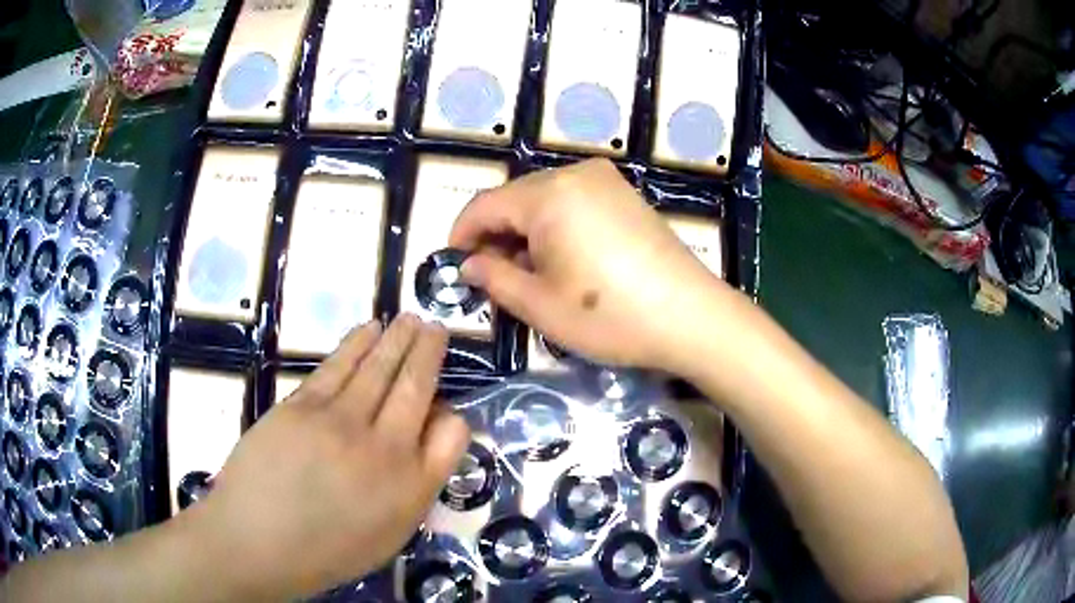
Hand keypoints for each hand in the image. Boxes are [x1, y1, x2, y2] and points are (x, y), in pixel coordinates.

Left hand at [179, 316, 469, 598]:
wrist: (256, 541)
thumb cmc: (325, 550)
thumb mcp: (388, 536)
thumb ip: (414, 488)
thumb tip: (422, 439)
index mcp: (410, 487)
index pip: (452, 434)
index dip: (452, 414)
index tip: (443, 407)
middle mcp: (384, 447)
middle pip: (416, 386)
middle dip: (429, 351)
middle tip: (436, 327)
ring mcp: (340, 420)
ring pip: (378, 367)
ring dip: (398, 337)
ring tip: (410, 318)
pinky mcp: (303, 405)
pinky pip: (339, 365)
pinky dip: (358, 342)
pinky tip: (370, 328)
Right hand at [450, 158, 732, 372]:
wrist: (690, 317)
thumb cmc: (608, 315)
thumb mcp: (539, 305)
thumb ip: (494, 279)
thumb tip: (470, 265)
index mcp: (548, 194)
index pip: (485, 205)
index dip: (462, 234)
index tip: (453, 264)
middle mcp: (576, 174)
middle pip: (515, 200)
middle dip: (496, 236)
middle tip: (490, 278)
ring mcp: (606, 181)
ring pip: (545, 201)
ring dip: (526, 234)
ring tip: (527, 275)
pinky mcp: (627, 196)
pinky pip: (574, 203)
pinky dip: (556, 228)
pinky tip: (562, 262)